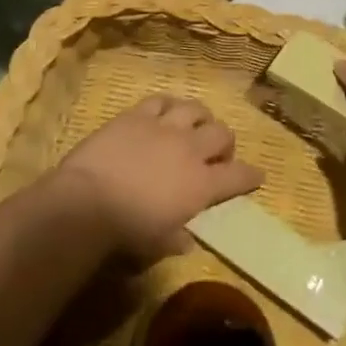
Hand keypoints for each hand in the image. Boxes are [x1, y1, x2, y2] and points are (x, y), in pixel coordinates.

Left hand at [53, 93, 262, 258]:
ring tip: (195, 126)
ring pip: (196, 109)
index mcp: (202, 184)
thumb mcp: (159, 244)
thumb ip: (177, 238)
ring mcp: (165, 127)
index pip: (239, 176)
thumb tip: (186, 239)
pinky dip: (169, 106)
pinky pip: (162, 100)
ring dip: (201, 118)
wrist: (89, 200)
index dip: (251, 175)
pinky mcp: (138, 114)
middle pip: (222, 134)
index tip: (257, 175)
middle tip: (218, 154)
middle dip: (226, 143)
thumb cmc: (127, 230)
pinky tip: (166, 112)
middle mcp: (190, 149)